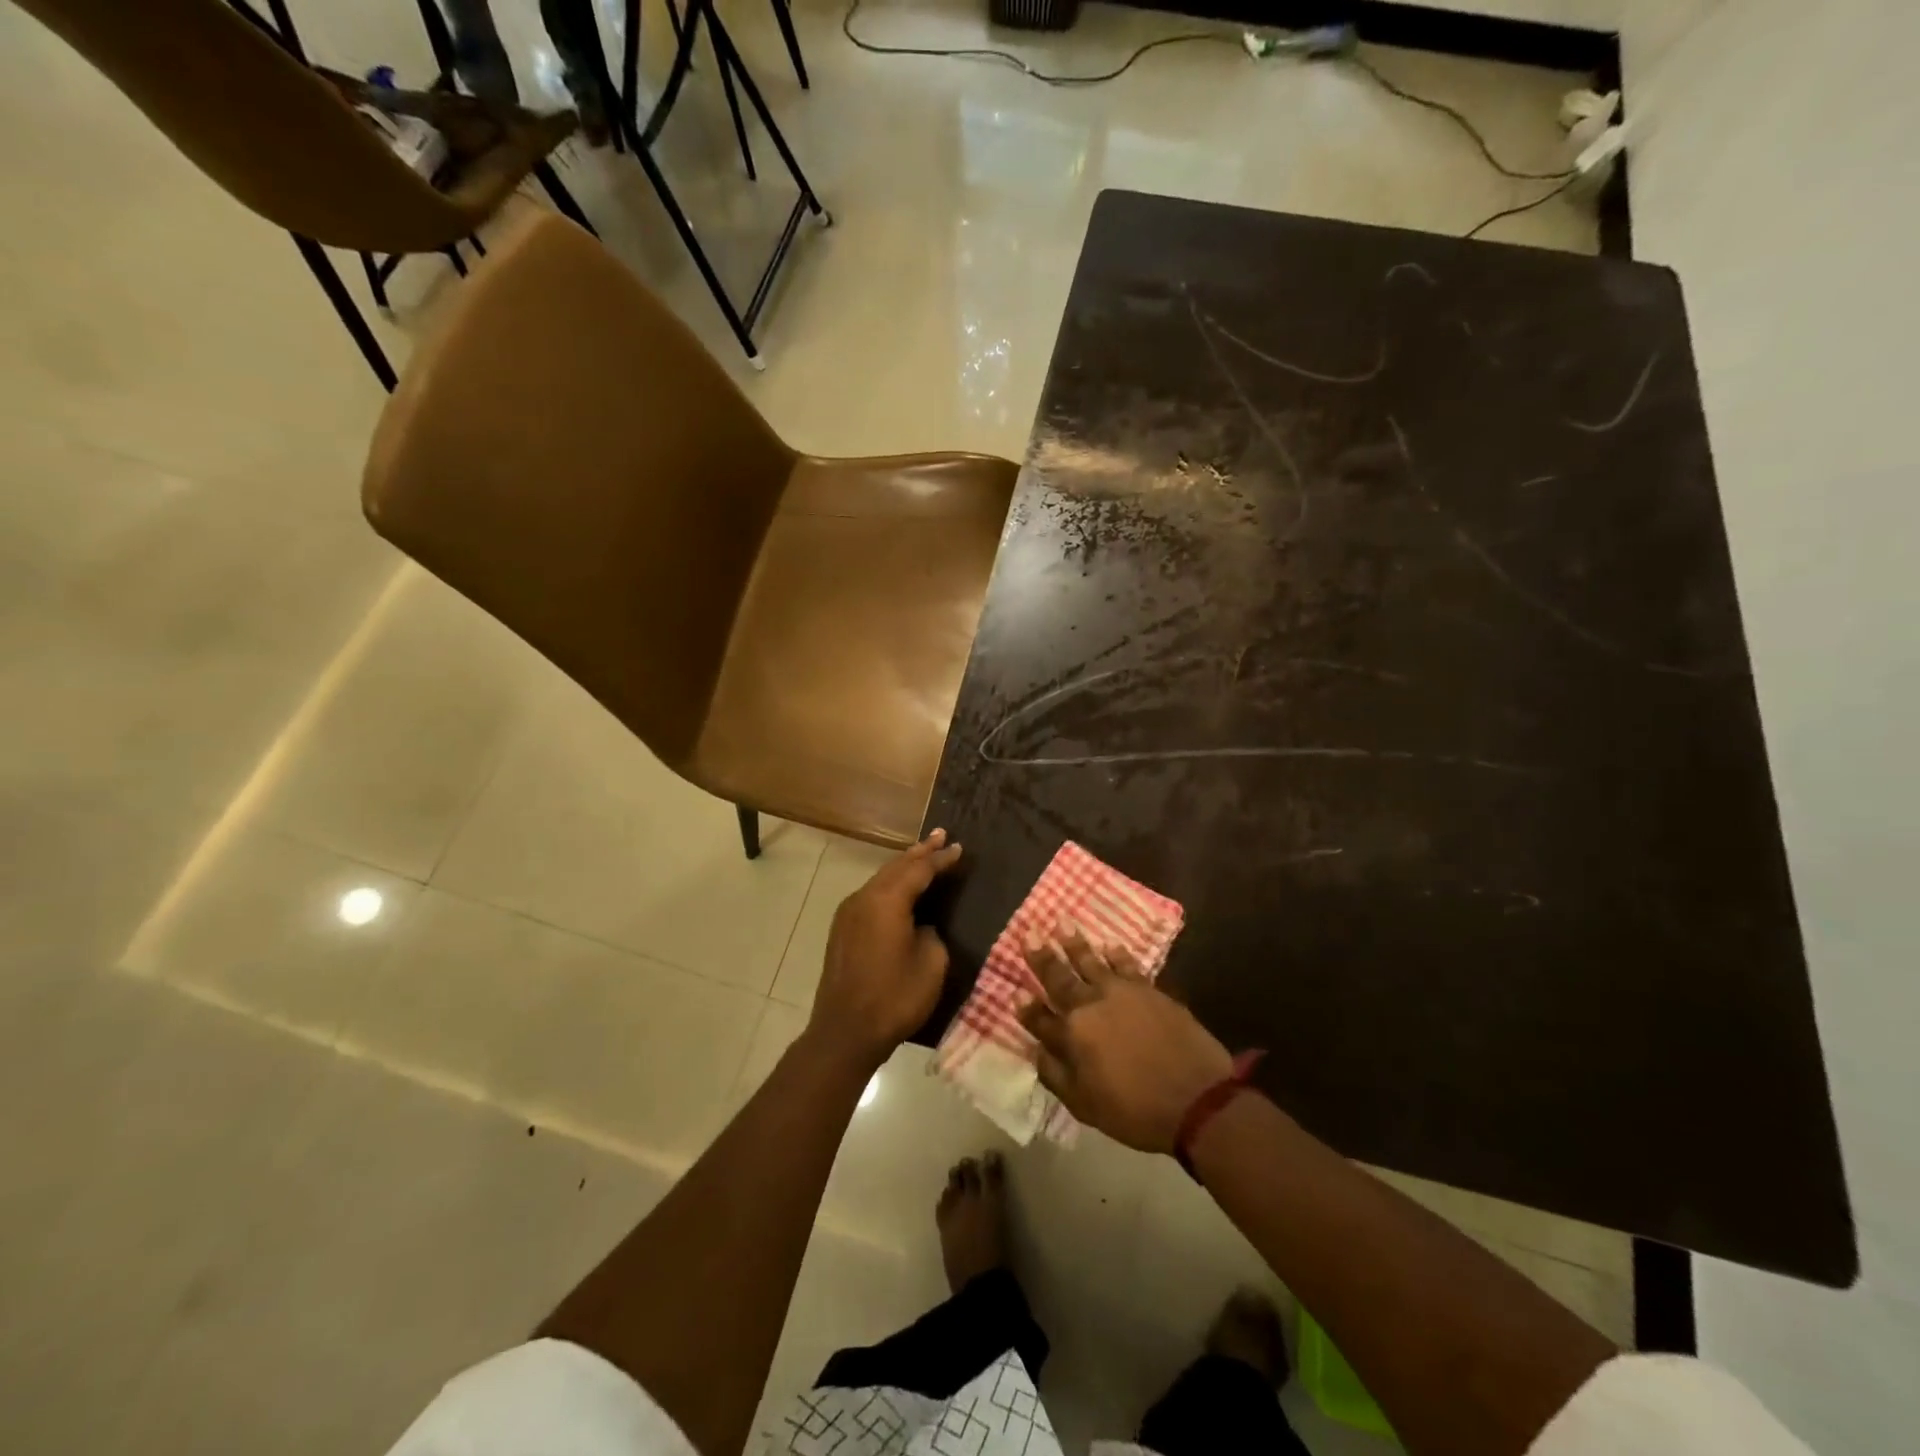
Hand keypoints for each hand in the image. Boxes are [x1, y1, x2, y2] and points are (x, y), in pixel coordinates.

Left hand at [811, 830, 963, 1068]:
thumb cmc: (894, 998)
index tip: (960, 848)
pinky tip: (900, 889)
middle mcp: (864, 898)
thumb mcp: (931, 964)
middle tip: (941, 835)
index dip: (941, 859)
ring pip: (881, 879)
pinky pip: (871, 895)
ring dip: (903, 867)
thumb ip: (931, 934)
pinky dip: (890, 885)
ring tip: (923, 854)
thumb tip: (921, 926)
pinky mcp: (842, 929)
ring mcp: (848, 913)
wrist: (845, 1032)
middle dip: (920, 851)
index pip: (919, 869)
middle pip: (896, 866)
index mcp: (887, 901)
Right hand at [1019, 925, 1233, 1153]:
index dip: (1026, 1007)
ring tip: (1063, 924)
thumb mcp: (1084, 1105)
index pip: (1040, 1018)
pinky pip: (1128, 966)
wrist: (1196, 1098)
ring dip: (1075, 944)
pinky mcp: (1150, 991)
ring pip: (1092, 962)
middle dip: (1042, 958)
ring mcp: (1122, 994)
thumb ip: (1055, 1074)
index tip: (1015, 991)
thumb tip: (1036, 1050)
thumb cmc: (1135, 1110)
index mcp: (1071, 1035)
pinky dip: (1117, 955)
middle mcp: (1091, 1006)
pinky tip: (1111, 946)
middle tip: (1028, 934)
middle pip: (1060, 979)